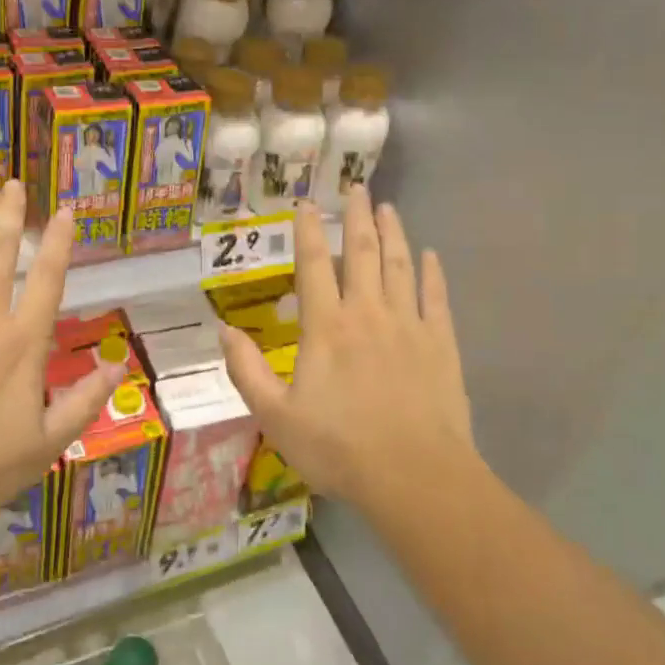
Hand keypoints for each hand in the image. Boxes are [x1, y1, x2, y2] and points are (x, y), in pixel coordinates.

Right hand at [219, 188, 478, 513]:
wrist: (414, 476)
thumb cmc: (339, 448)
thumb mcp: (275, 417)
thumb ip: (247, 371)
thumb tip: (223, 330)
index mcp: (326, 327)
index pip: (314, 265)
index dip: (309, 230)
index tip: (308, 203)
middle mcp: (368, 313)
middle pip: (362, 252)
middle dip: (357, 216)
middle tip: (357, 187)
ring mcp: (409, 325)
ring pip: (400, 265)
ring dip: (394, 233)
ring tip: (389, 208)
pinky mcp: (441, 344)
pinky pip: (437, 297)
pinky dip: (432, 273)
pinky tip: (431, 255)